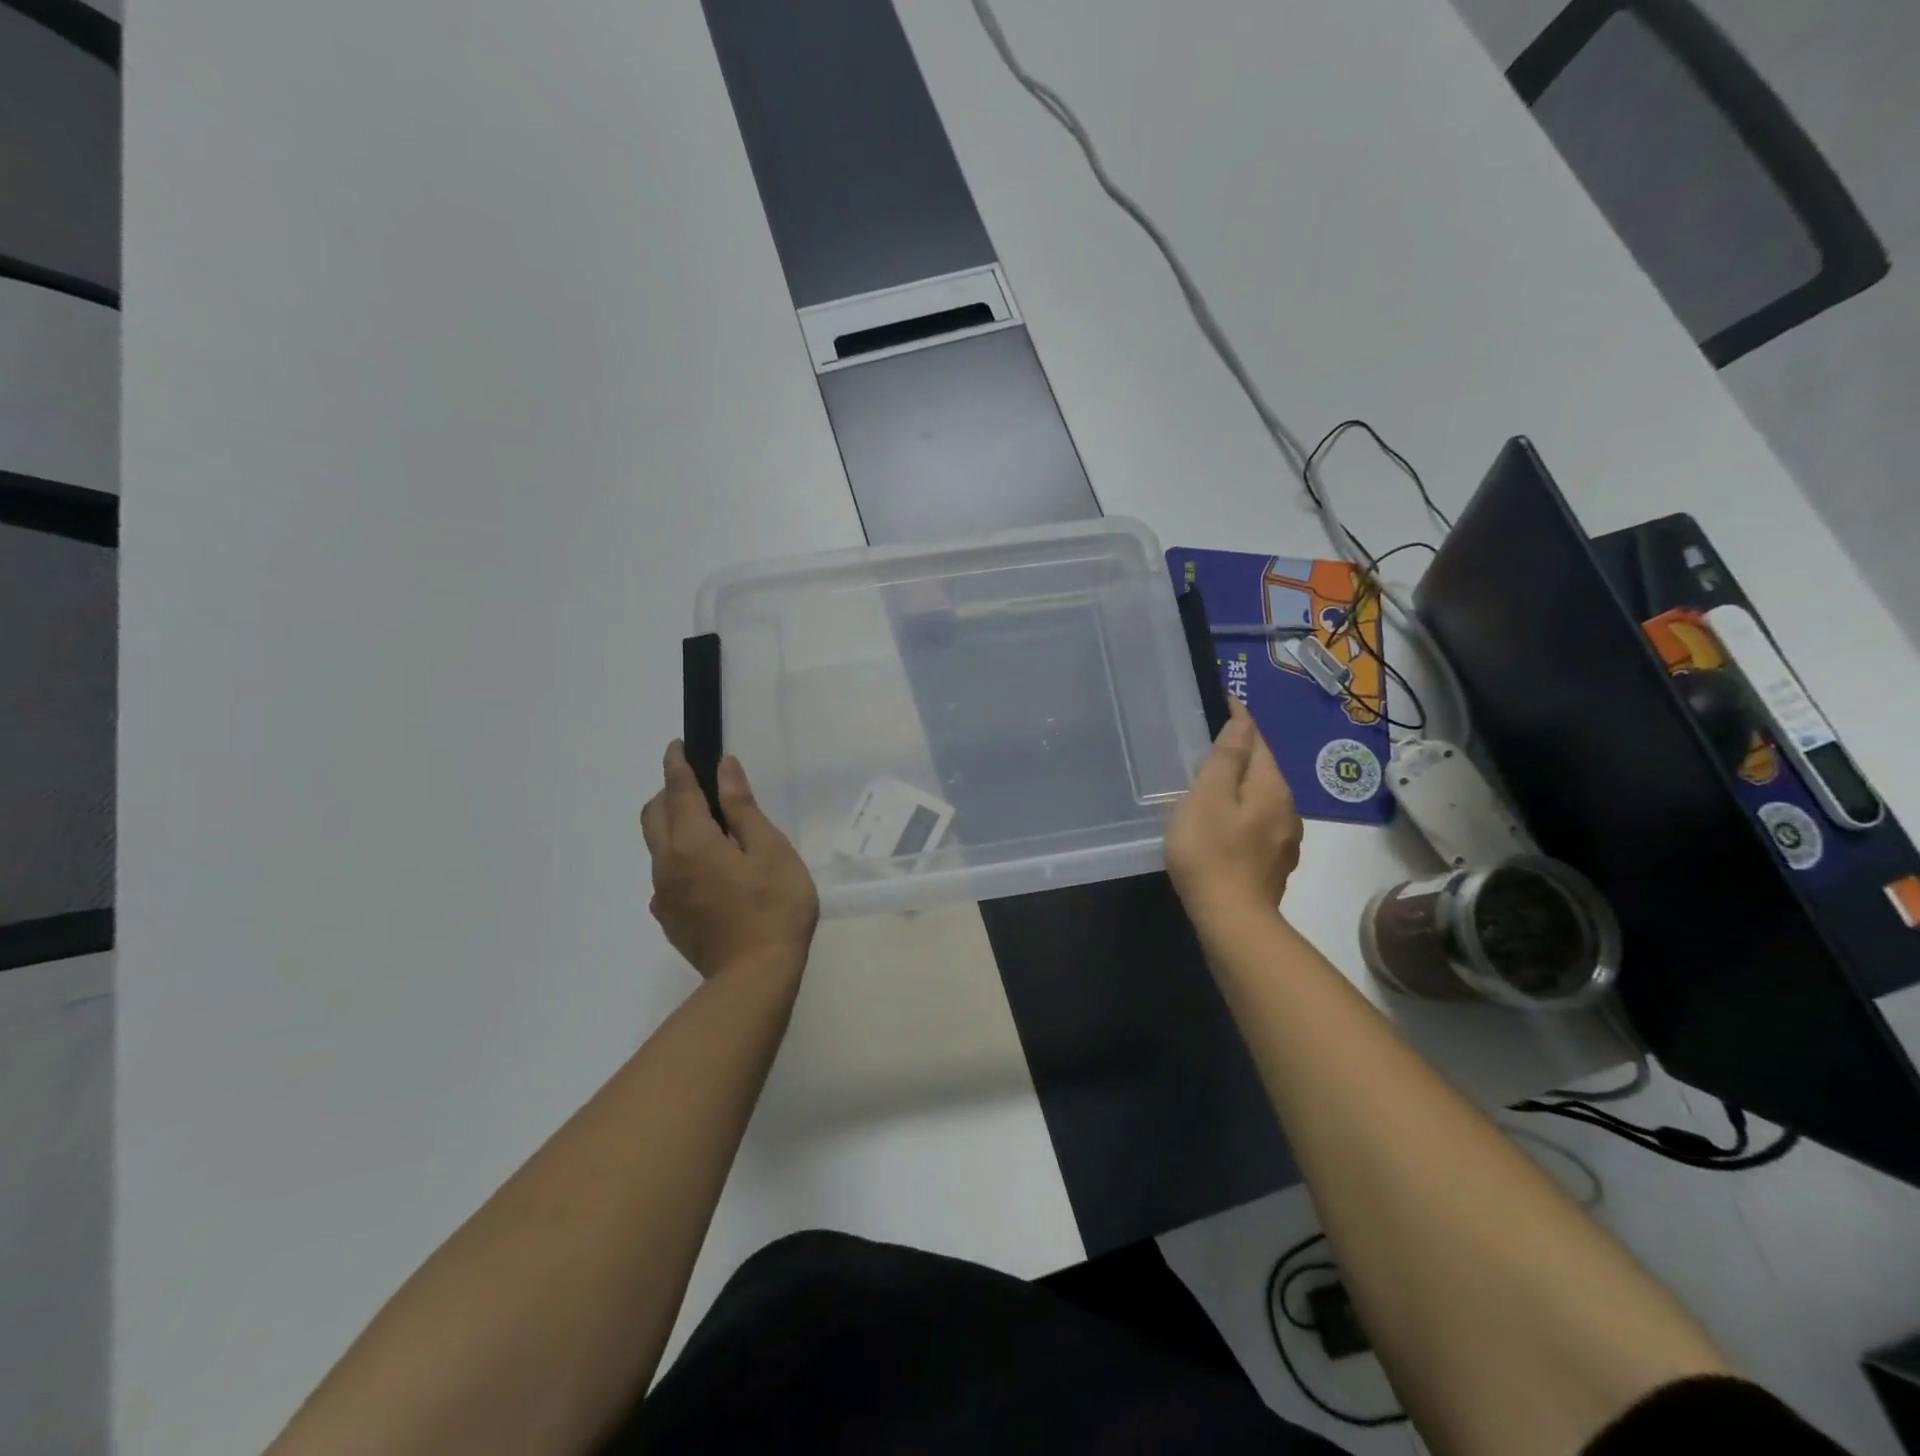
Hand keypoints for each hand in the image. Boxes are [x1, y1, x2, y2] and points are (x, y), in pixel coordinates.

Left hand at [641, 744, 819, 982]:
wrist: (754, 978)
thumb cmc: (774, 908)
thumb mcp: (771, 851)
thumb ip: (742, 808)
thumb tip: (724, 768)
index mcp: (692, 842)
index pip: (677, 791)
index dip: (677, 764)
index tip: (677, 745)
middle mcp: (667, 864)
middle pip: (654, 815)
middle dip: (669, 792)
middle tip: (699, 786)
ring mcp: (664, 894)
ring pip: (657, 846)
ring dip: (673, 825)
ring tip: (711, 830)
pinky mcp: (669, 918)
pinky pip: (666, 875)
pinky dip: (679, 858)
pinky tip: (709, 873)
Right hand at [1165, 700, 1302, 930]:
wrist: (1232, 920)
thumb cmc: (1210, 852)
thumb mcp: (1208, 797)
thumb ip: (1226, 759)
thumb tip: (1242, 722)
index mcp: (1272, 787)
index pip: (1258, 740)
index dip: (1240, 719)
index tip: (1223, 701)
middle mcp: (1288, 808)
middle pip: (1263, 769)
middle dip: (1242, 752)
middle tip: (1209, 741)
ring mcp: (1285, 839)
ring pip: (1262, 798)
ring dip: (1242, 785)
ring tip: (1213, 781)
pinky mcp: (1274, 863)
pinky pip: (1259, 823)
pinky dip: (1242, 812)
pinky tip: (1225, 822)